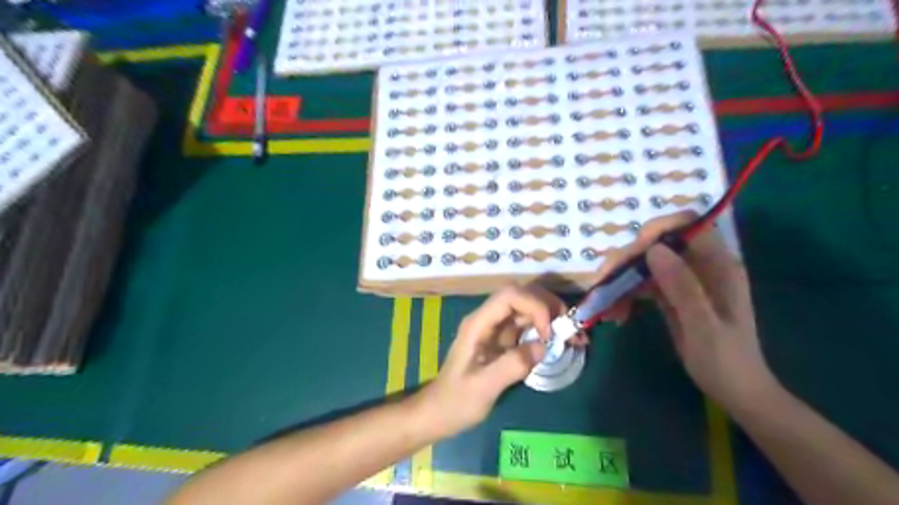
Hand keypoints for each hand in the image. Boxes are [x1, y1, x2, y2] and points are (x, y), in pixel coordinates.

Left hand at [418, 284, 571, 436]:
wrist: (439, 412)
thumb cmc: (456, 402)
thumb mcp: (483, 388)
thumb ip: (512, 365)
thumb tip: (543, 347)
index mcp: (478, 324)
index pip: (509, 296)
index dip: (534, 306)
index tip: (550, 333)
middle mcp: (488, 320)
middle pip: (522, 296)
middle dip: (548, 306)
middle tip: (570, 329)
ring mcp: (496, 329)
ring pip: (528, 308)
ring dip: (552, 316)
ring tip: (574, 336)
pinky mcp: (504, 340)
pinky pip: (529, 326)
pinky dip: (548, 330)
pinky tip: (562, 343)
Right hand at [595, 213, 779, 413]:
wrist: (735, 391)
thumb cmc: (725, 361)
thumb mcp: (703, 326)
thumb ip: (682, 287)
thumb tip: (654, 249)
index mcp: (718, 266)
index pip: (689, 226)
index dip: (659, 229)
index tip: (633, 252)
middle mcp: (701, 266)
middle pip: (659, 244)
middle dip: (629, 260)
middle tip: (605, 282)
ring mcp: (685, 280)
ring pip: (646, 264)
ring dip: (623, 279)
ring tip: (608, 305)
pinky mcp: (673, 294)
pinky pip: (644, 283)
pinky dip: (627, 294)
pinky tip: (617, 313)